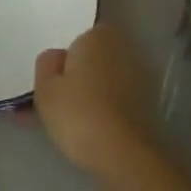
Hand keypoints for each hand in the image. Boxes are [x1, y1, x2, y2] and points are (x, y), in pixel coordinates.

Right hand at [33, 23, 152, 174]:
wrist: (121, 154)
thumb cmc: (77, 113)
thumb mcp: (45, 87)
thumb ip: (46, 63)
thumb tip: (57, 57)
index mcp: (98, 36)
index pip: (78, 36)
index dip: (64, 57)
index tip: (51, 78)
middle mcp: (122, 50)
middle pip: (92, 59)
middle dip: (76, 74)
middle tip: (53, 99)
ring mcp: (138, 78)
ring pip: (102, 82)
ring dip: (87, 94)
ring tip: (62, 121)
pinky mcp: (145, 105)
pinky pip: (113, 100)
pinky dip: (100, 110)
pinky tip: (83, 131)